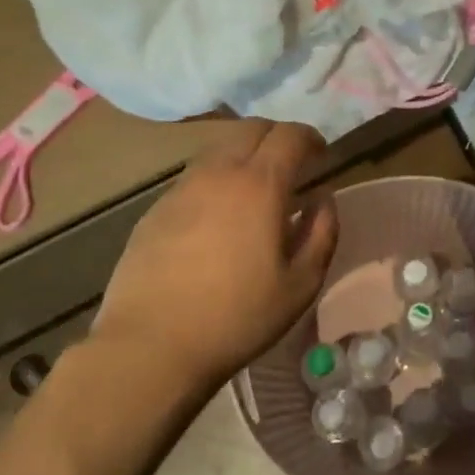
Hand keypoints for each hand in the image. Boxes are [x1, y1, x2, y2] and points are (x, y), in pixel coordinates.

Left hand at [93, 122, 338, 394]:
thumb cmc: (237, 318)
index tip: (321, 155)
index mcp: (259, 185)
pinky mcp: (155, 210)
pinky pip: (193, 178)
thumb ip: (322, 233)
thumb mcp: (300, 285)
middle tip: (291, 166)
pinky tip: (217, 217)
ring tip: (254, 190)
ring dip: (244, 156)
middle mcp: (218, 173)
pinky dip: (215, 181)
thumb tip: (323, 199)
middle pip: (251, 129)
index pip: (289, 134)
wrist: (150, 346)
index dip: (310, 138)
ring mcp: (181, 189)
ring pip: (218, 150)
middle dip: (277, 138)